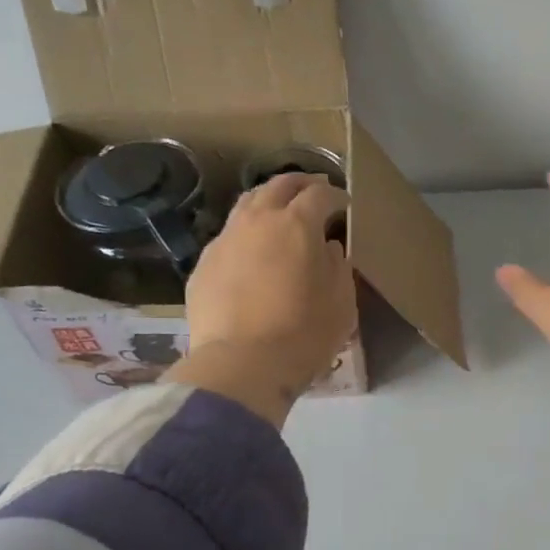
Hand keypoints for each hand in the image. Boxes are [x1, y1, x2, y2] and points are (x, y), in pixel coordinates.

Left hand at [167, 173, 355, 423]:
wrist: (241, 365)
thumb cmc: (303, 334)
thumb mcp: (341, 302)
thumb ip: (338, 266)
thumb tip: (329, 248)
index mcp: (297, 225)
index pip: (320, 195)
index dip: (337, 197)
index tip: (346, 207)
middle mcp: (257, 221)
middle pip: (279, 185)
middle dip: (301, 184)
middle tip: (314, 192)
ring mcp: (225, 240)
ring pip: (247, 204)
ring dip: (268, 201)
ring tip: (280, 214)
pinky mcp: (203, 265)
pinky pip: (229, 237)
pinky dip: (246, 235)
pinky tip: (252, 253)